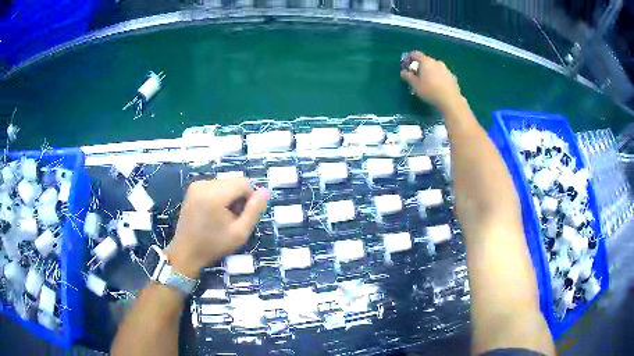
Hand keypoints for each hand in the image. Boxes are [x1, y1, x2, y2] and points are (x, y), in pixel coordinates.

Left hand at [165, 178, 269, 277]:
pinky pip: (215, 185)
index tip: (243, 216)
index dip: (250, 198)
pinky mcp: (193, 188)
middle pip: (234, 182)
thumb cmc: (213, 245)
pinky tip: (214, 213)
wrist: (186, 252)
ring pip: (225, 183)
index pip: (244, 183)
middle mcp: (204, 184)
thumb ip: (254, 211)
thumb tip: (266, 191)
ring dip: (230, 197)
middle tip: (233, 219)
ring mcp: (197, 185)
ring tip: (222, 217)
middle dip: (239, 198)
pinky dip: (220, 196)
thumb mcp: (240, 233)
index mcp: (215, 195)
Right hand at [400, 51, 462, 110]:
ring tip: (428, 82)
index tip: (406, 64)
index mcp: (426, 61)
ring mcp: (446, 69)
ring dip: (431, 72)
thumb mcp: (415, 85)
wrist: (450, 101)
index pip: (415, 54)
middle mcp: (437, 62)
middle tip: (417, 75)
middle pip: (426, 61)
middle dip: (420, 66)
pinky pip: (443, 75)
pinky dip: (439, 78)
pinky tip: (438, 87)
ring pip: (435, 67)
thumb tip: (403, 72)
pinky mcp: (453, 77)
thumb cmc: (430, 91)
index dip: (409, 57)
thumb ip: (408, 76)